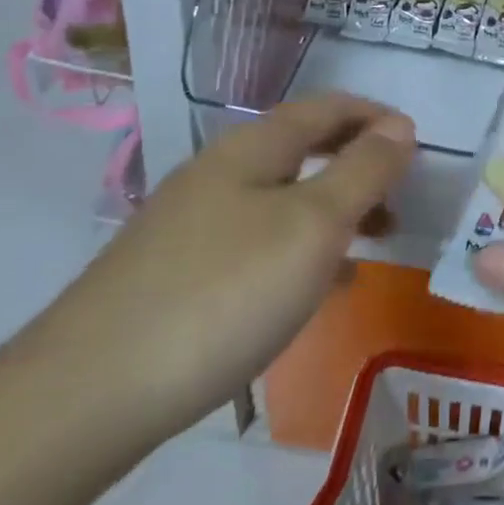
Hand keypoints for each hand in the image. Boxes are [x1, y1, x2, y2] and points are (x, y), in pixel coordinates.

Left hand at [22, 95, 415, 446]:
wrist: (86, 397)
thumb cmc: (222, 295)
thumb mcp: (313, 226)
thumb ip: (363, 171)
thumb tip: (400, 126)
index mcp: (251, 149)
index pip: (325, 108)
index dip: (375, 115)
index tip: (417, 142)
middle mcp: (218, 175)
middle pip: (302, 149)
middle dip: (357, 163)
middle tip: (401, 195)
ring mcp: (190, 226)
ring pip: (281, 198)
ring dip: (333, 209)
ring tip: (373, 243)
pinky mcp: (176, 275)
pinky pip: (258, 242)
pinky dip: (300, 250)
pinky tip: (314, 290)